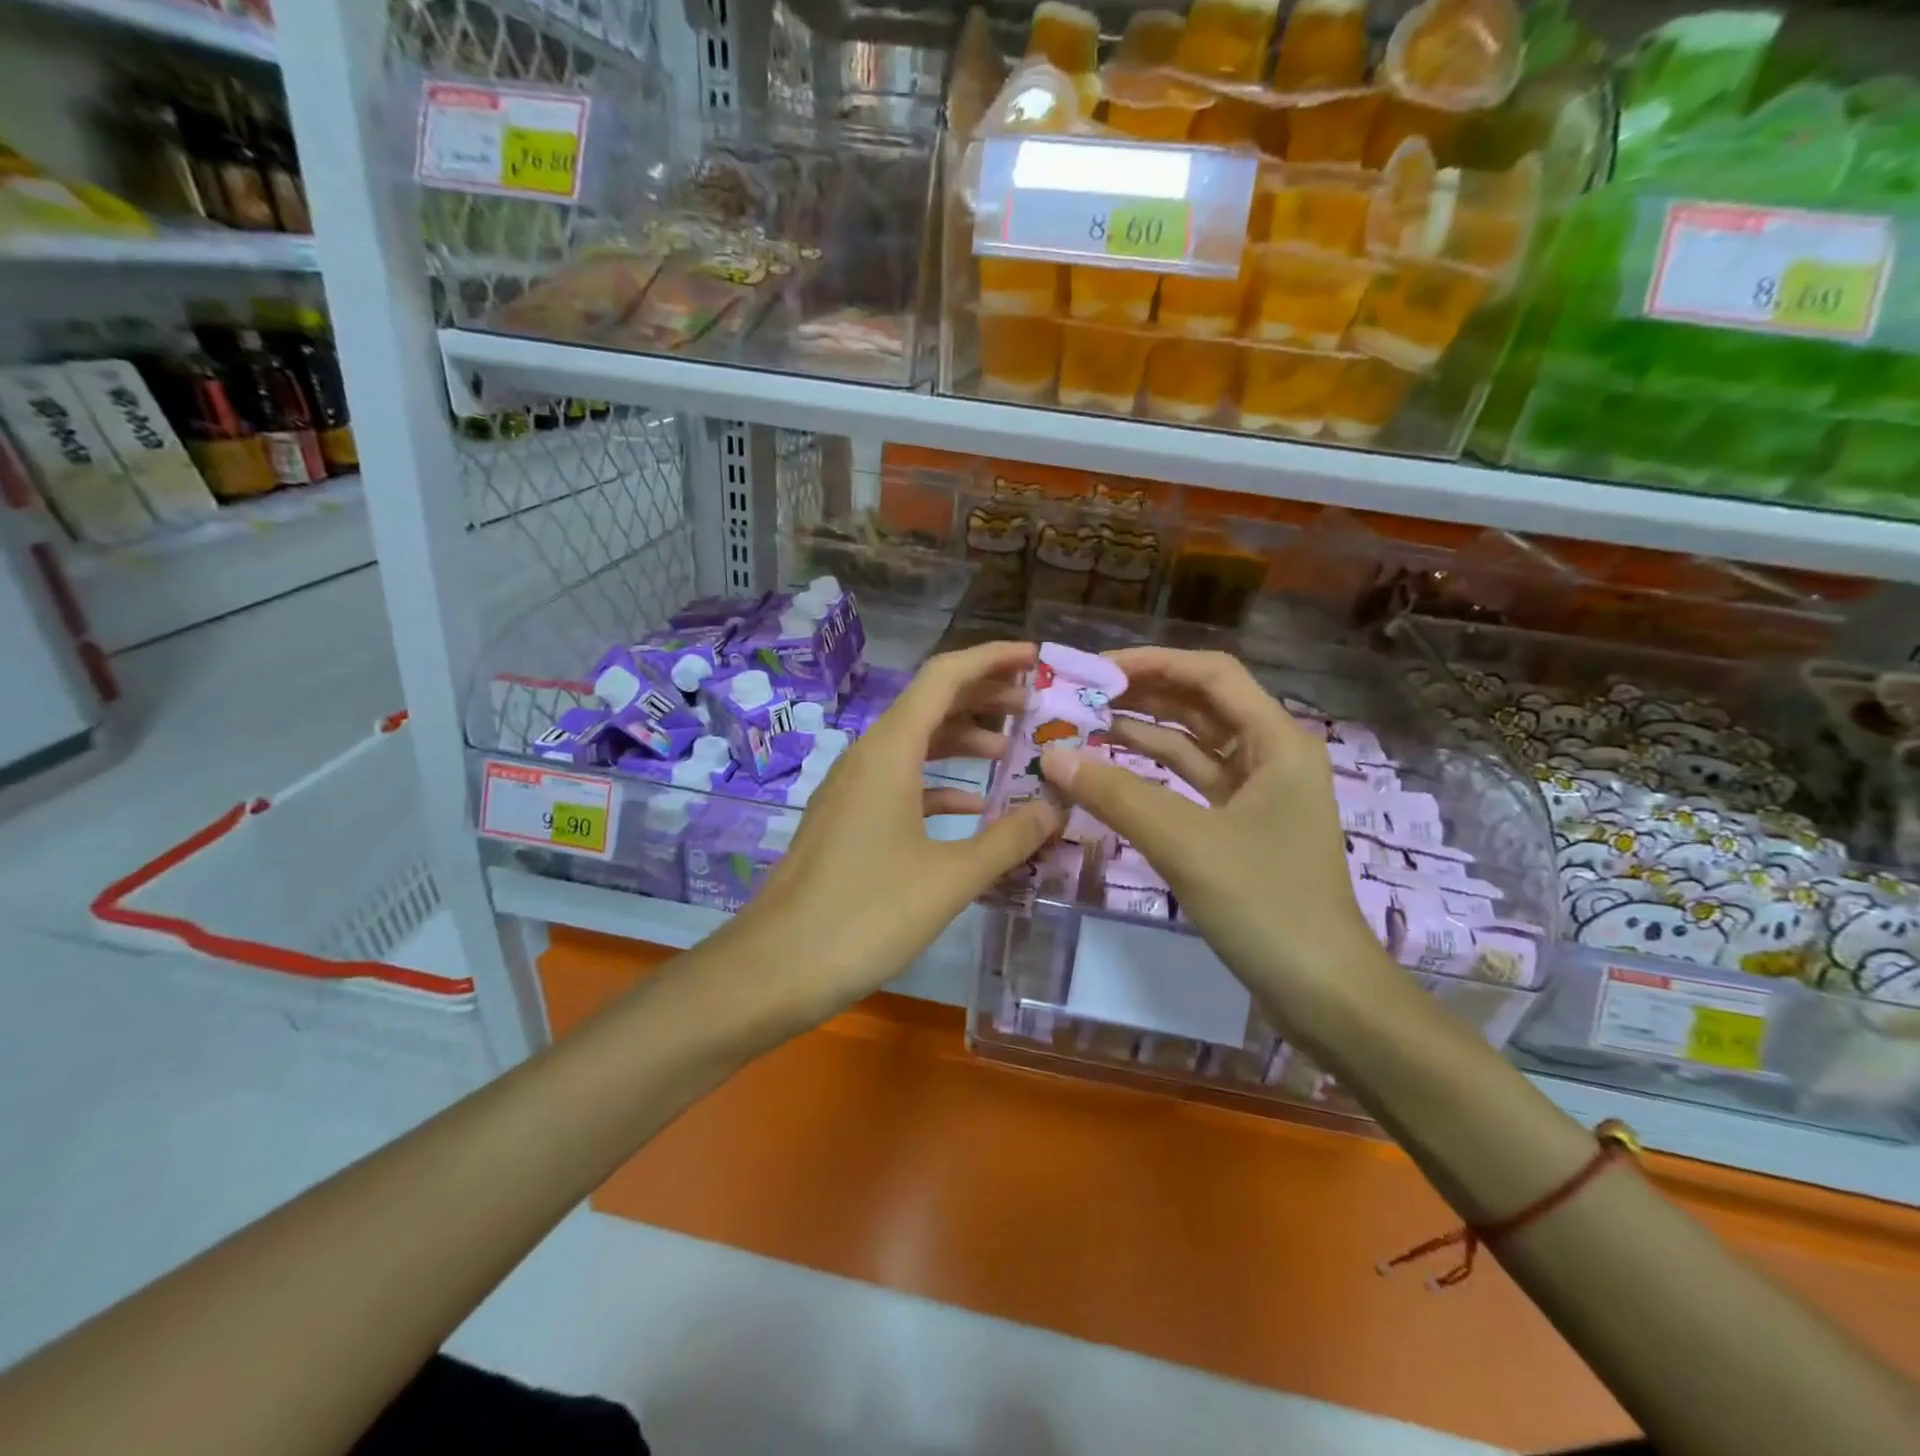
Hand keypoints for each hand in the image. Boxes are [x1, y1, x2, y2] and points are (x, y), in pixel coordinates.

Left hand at [724, 641, 1063, 1021]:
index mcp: (890, 751)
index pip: (944, 677)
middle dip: (985, 697)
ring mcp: (853, 788)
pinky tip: (971, 807)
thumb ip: (1009, 839)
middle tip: (1037, 708)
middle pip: (931, 704)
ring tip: (1013, 752)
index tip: (1035, 659)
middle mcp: (868, 756)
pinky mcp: (847, 819)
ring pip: (916, 744)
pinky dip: (940, 782)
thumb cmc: (864, 916)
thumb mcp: (950, 878)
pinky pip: (901, 781)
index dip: (991, 659)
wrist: (775, 968)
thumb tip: (1056, 807)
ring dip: (964, 740)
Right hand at [1038, 647, 1383, 1001]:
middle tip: (1078, 697)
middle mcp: (1271, 755)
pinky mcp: (1240, 827)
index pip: (1211, 674)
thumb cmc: (1267, 905)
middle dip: (1141, 695)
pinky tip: (1109, 772)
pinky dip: (1151, 776)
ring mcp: (1257, 793)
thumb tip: (1052, 756)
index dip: (1153, 663)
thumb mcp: (1186, 843)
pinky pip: (1189, 784)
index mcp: (1278, 740)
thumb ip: (1117, 795)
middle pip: (1200, 705)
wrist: (1323, 993)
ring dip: (1142, 734)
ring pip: (1193, 745)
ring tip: (1082, 727)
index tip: (1095, 670)